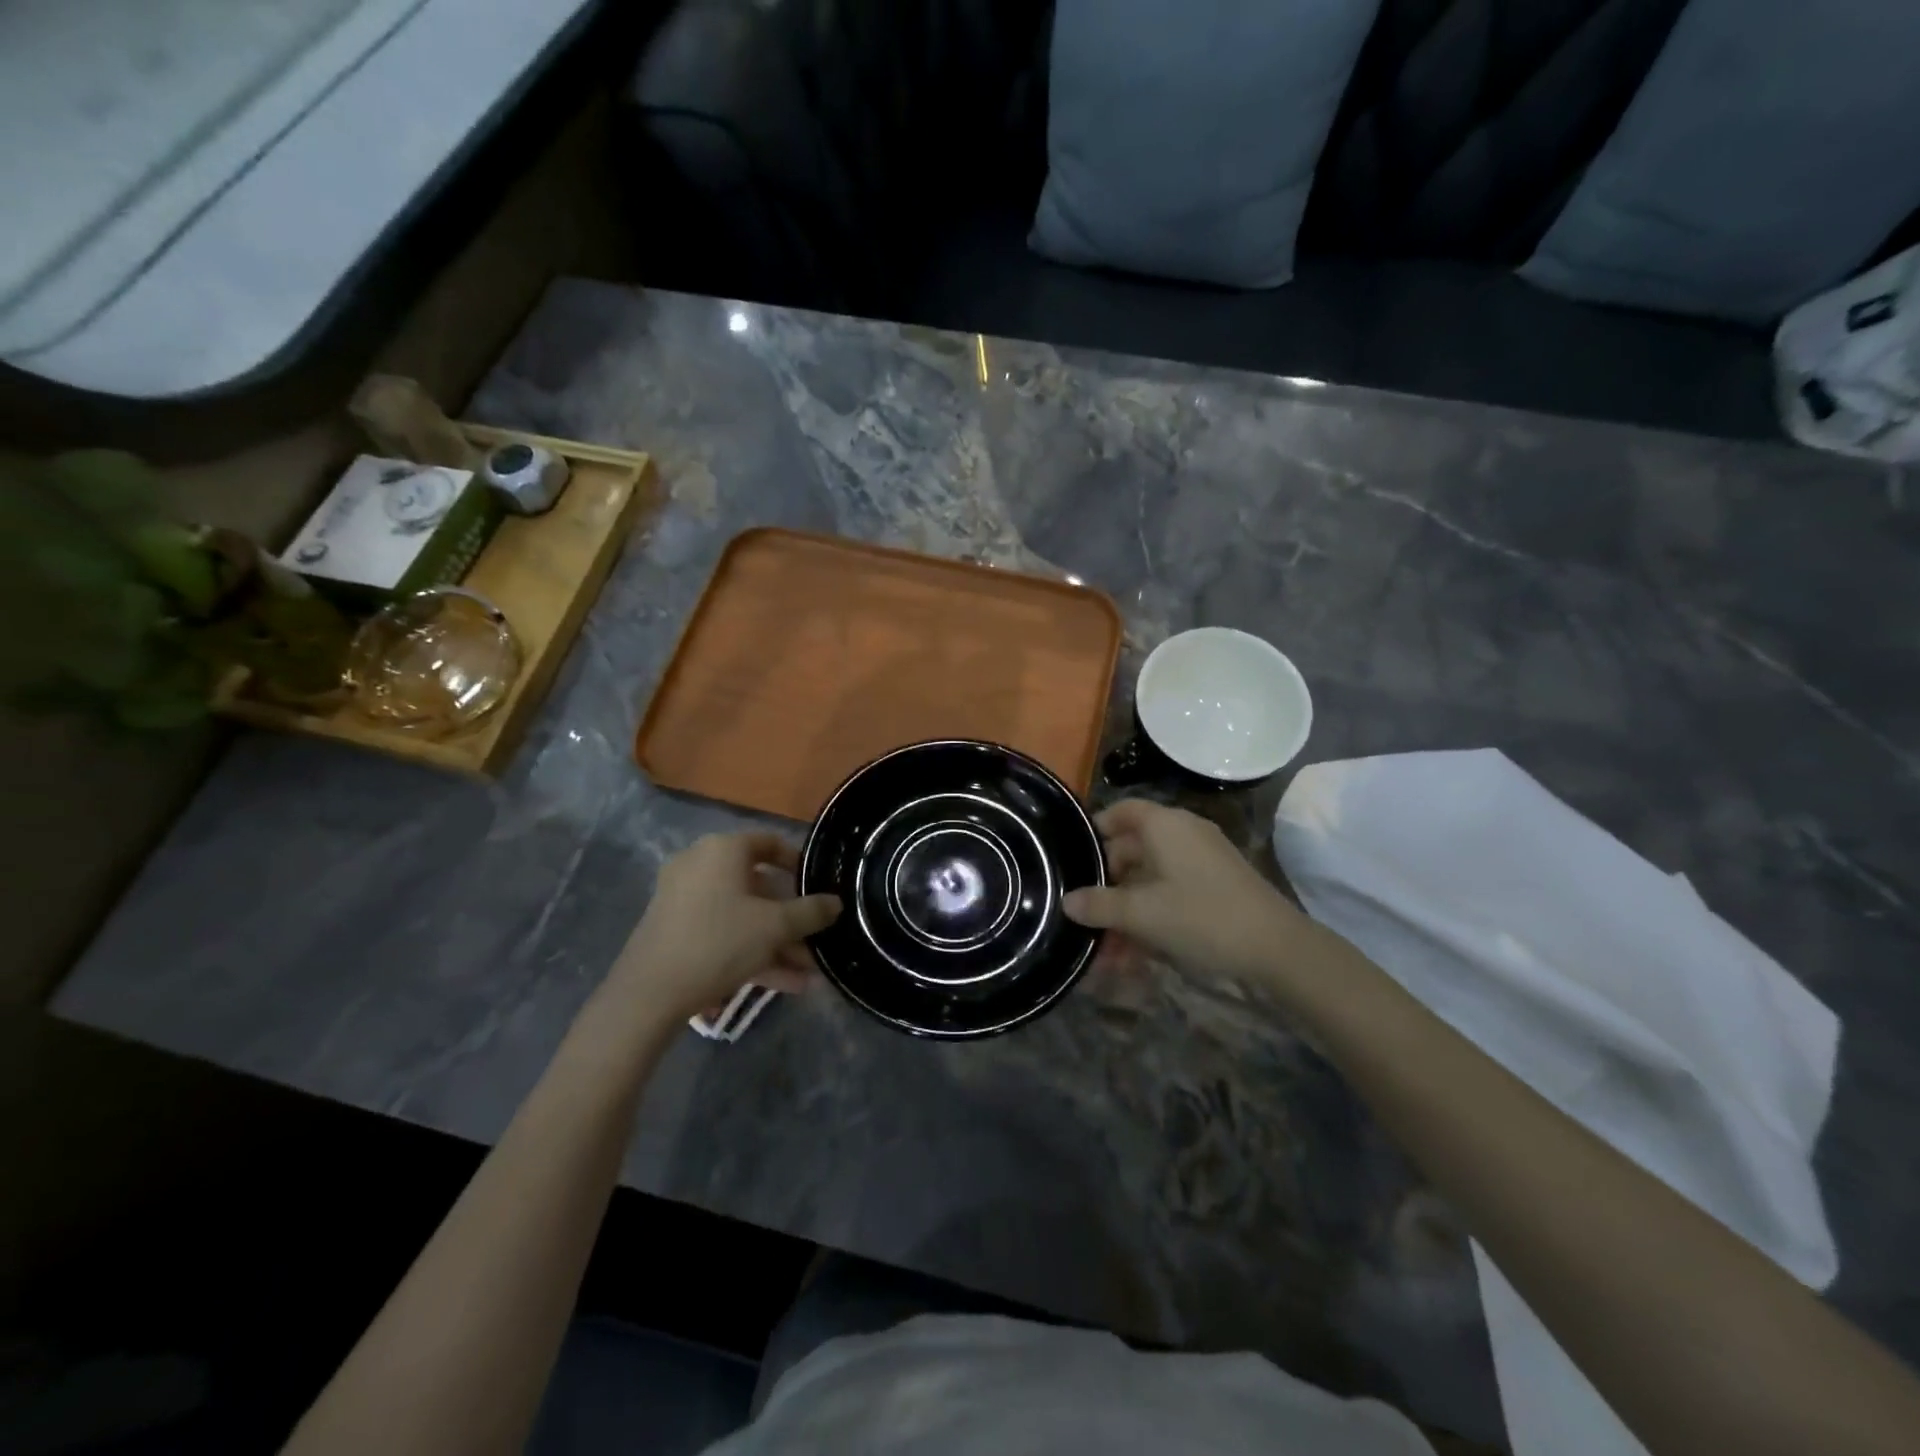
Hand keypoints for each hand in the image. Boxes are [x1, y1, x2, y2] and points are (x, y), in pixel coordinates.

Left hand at [611, 832, 840, 1020]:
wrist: (649, 993)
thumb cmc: (719, 941)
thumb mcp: (775, 926)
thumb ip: (811, 911)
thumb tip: (836, 903)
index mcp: (723, 850)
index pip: (770, 843)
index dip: (798, 863)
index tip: (819, 887)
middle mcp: (701, 865)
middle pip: (759, 886)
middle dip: (792, 919)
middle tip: (816, 941)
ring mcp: (684, 898)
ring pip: (743, 915)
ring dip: (777, 943)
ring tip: (808, 974)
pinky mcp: (676, 930)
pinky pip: (724, 932)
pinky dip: (752, 951)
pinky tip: (784, 984)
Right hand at [1063, 800, 1308, 983]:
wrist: (1277, 948)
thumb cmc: (1201, 916)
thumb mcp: (1142, 913)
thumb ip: (1100, 905)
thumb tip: (1067, 901)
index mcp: (1164, 825)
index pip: (1120, 811)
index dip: (1094, 830)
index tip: (1073, 858)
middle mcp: (1183, 834)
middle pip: (1132, 849)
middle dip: (1106, 885)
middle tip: (1084, 915)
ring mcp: (1202, 860)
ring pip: (1150, 879)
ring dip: (1126, 910)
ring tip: (1108, 949)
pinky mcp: (1216, 886)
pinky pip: (1170, 893)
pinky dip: (1151, 916)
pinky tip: (1136, 953)